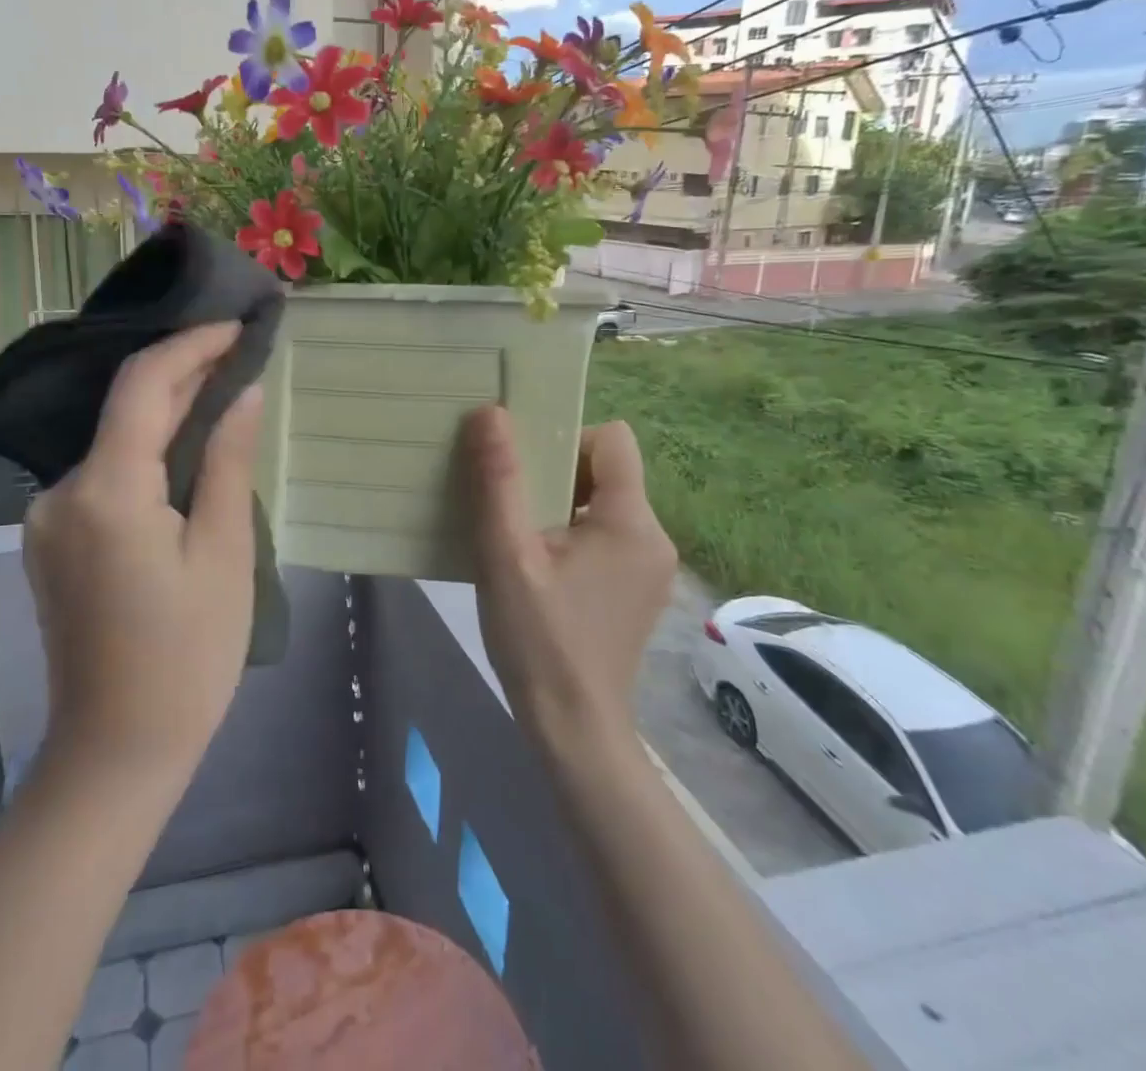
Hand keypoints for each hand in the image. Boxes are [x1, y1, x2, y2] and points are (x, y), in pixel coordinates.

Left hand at [23, 322, 263, 771]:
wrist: (116, 751)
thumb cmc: (188, 656)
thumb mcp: (224, 553)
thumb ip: (226, 461)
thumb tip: (243, 392)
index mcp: (106, 491)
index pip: (142, 385)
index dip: (189, 346)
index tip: (235, 326)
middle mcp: (61, 491)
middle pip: (124, 410)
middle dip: (182, 375)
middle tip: (239, 352)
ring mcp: (48, 516)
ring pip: (113, 441)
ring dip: (165, 413)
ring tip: (222, 393)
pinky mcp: (52, 538)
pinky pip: (104, 474)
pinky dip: (145, 452)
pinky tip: (184, 452)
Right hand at [464, 406, 677, 744]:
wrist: (573, 731)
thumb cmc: (539, 639)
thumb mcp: (506, 555)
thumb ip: (499, 480)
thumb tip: (491, 412)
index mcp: (631, 522)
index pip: (613, 439)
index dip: (566, 438)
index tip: (523, 466)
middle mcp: (654, 537)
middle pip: (606, 471)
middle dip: (555, 474)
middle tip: (509, 501)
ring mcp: (650, 569)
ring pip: (602, 505)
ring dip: (558, 506)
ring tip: (516, 535)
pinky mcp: (636, 591)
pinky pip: (604, 537)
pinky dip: (570, 535)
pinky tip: (537, 568)